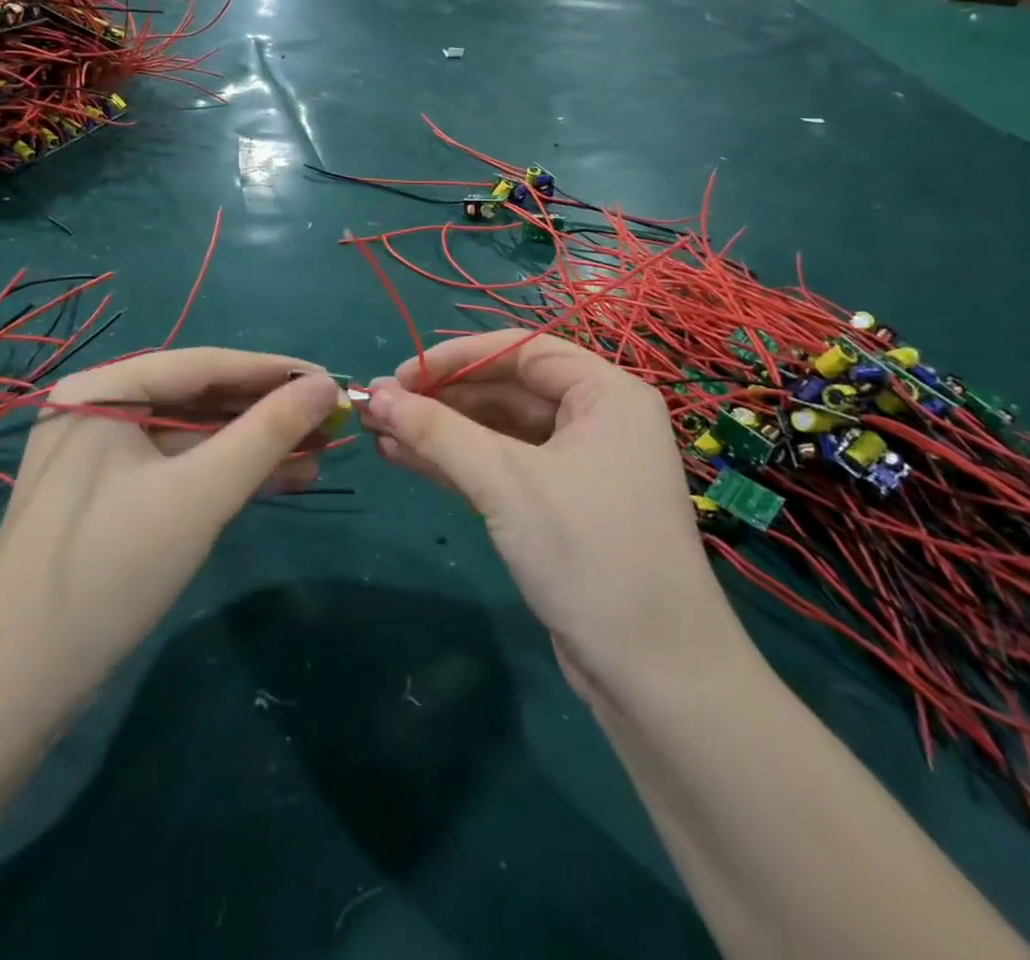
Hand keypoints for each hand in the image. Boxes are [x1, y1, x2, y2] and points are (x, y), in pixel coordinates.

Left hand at [0, 349, 344, 709]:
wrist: (15, 685)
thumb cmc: (110, 568)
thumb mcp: (201, 493)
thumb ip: (267, 432)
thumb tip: (325, 385)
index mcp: (102, 388)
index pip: (203, 364)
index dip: (273, 371)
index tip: (331, 379)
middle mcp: (98, 409)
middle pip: (199, 399)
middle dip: (266, 414)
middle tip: (330, 421)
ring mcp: (101, 455)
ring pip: (194, 437)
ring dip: (254, 447)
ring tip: (319, 455)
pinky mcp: (110, 496)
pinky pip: (179, 469)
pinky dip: (226, 475)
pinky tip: (279, 481)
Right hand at [361, 332, 743, 705]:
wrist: (655, 678)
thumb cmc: (588, 553)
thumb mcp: (505, 482)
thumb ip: (436, 432)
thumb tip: (374, 394)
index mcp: (606, 394)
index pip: (520, 351)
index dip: (455, 358)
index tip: (399, 375)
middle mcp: (598, 419)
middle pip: (507, 389)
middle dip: (440, 398)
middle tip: (378, 404)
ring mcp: (580, 465)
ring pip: (500, 431)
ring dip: (441, 431)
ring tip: (379, 430)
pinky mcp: (561, 506)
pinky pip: (503, 467)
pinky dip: (457, 463)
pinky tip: (404, 457)